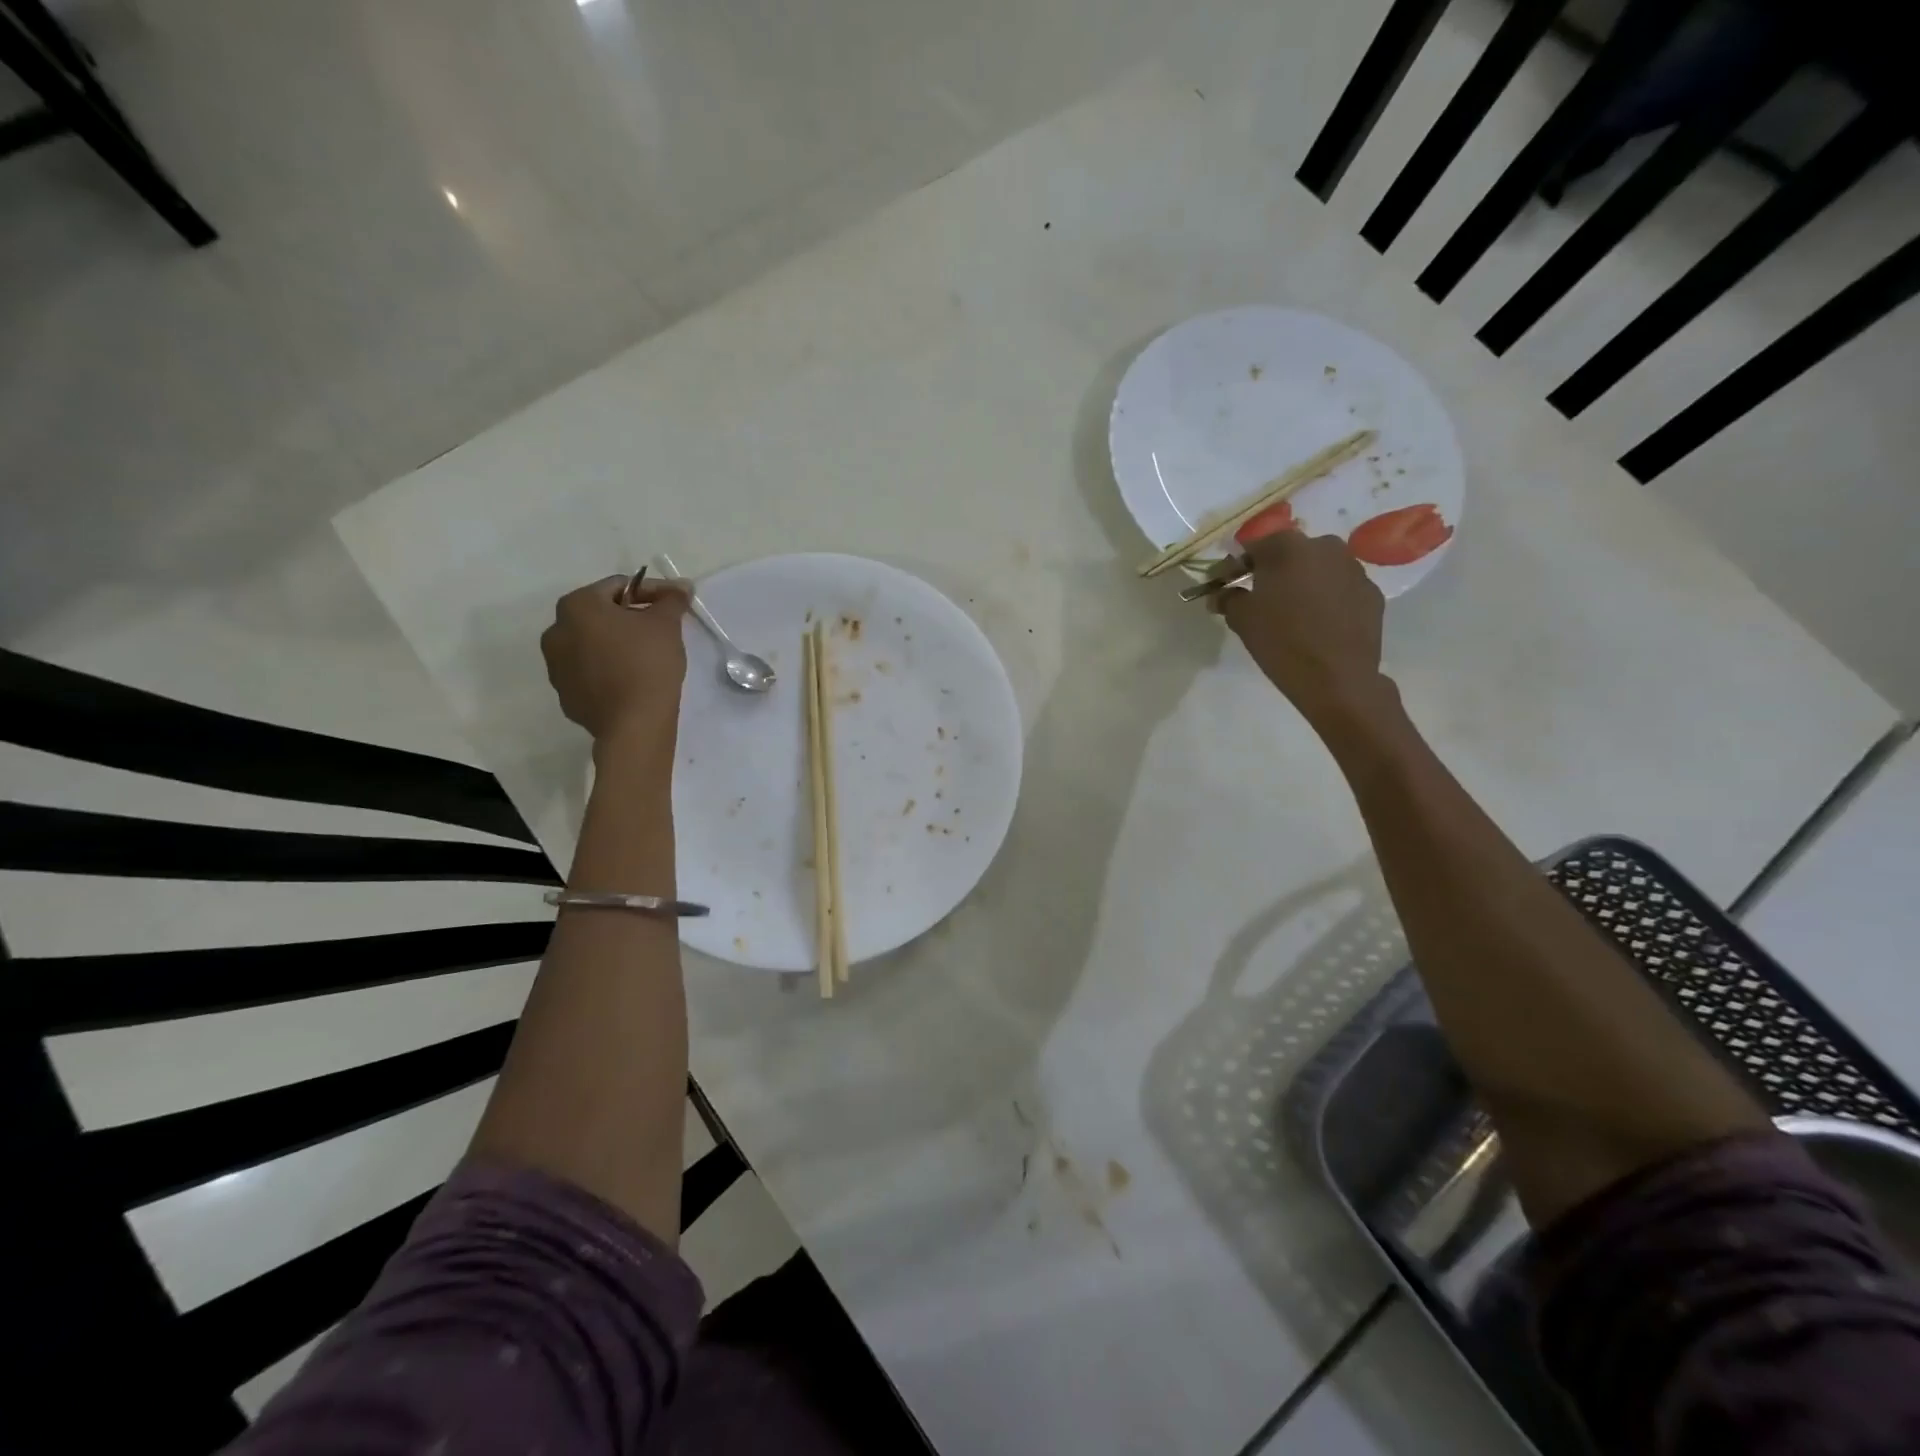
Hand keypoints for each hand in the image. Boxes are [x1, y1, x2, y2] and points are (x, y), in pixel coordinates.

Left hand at [541, 575, 690, 747]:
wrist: (633, 723)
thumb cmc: (648, 662)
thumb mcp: (666, 624)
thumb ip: (672, 599)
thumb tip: (682, 586)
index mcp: (577, 606)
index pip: (619, 586)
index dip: (651, 591)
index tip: (674, 603)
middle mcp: (556, 631)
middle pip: (600, 614)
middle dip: (629, 617)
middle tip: (660, 629)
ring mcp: (556, 666)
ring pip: (591, 644)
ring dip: (615, 643)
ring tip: (645, 656)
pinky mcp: (565, 694)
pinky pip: (589, 672)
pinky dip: (608, 669)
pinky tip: (631, 680)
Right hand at [1218, 531, 1387, 723]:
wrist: (1336, 678)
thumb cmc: (1281, 641)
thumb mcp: (1241, 619)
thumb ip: (1227, 598)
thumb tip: (1221, 594)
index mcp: (1287, 547)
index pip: (1253, 546)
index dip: (1237, 566)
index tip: (1227, 585)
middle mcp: (1324, 547)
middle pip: (1290, 553)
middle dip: (1274, 571)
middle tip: (1262, 598)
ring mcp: (1353, 568)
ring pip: (1319, 569)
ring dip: (1303, 583)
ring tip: (1293, 612)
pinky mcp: (1372, 592)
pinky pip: (1340, 589)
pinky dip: (1327, 599)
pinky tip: (1319, 623)